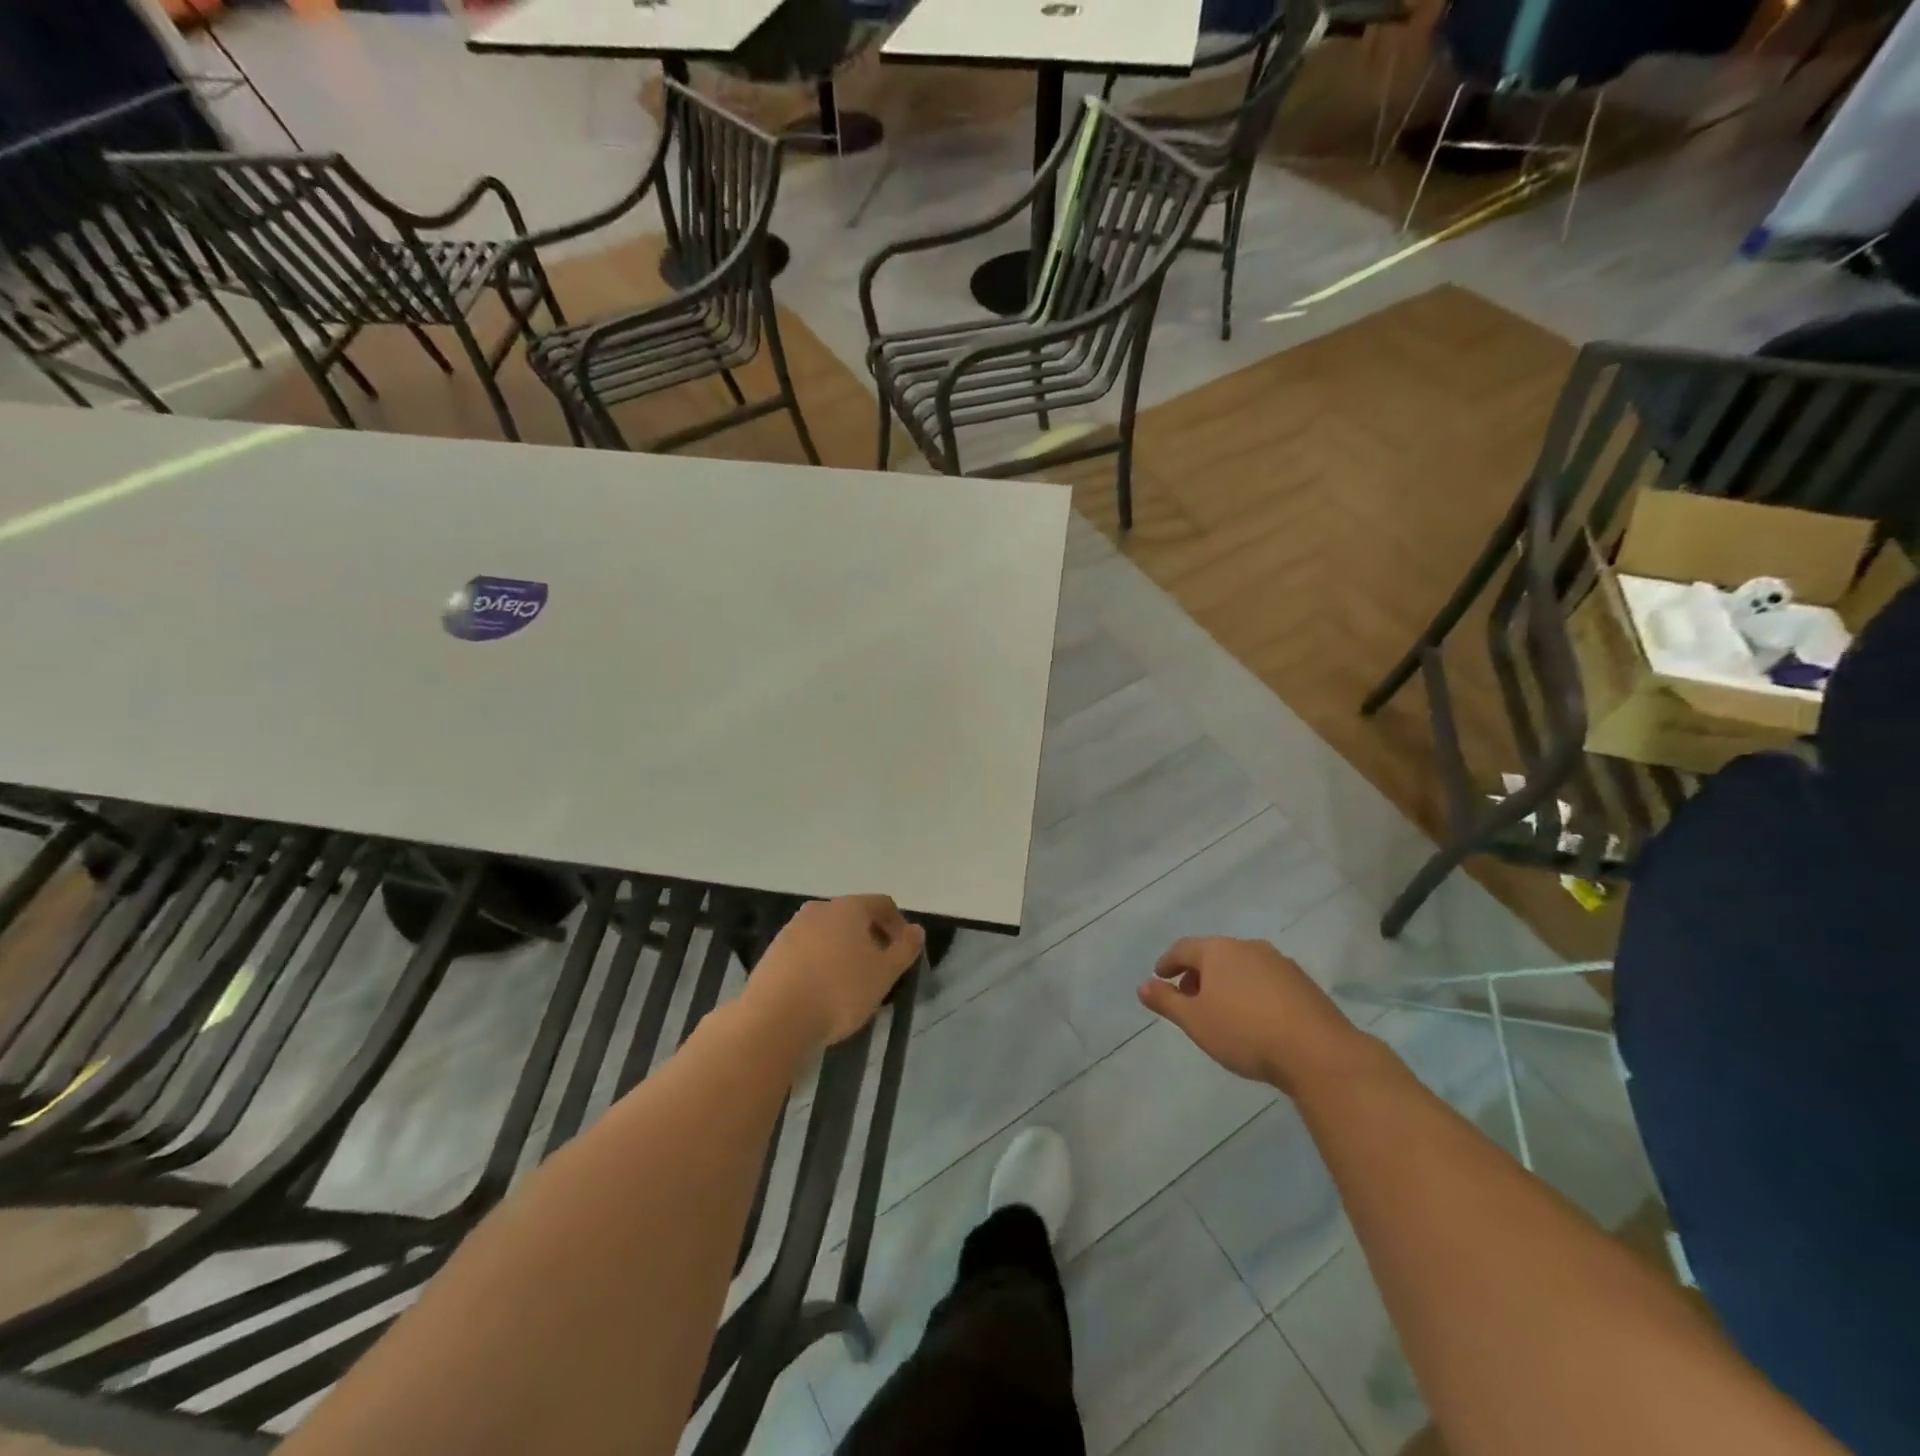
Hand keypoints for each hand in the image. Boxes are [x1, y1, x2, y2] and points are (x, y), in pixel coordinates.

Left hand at [748, 896, 925, 1048]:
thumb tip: (917, 930)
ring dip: (844, 952)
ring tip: (851, 985)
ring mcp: (792, 929)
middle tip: (879, 971)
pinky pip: (807, 950)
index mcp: (849, 907)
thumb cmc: (839, 991)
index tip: (903, 954)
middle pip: (854, 917)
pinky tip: (822, 992)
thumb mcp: (884, 973)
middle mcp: (819, 909)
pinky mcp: (774, 952)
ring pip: (829, 934)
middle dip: (871, 939)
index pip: (882, 904)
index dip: (898, 926)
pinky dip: (821, 963)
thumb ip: (904, 949)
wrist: (775, 1018)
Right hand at [1138, 937, 1378, 1095]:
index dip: (1168, 962)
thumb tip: (1142, 985)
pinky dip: (1251, 991)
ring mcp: (1280, 962)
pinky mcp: (1303, 982)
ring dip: (1225, 983)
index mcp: (1218, 950)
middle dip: (1198, 974)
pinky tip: (1254, 1017)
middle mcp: (1248, 947)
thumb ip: (1166, 1001)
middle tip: (1188, 998)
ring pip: (1241, 966)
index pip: (1184, 948)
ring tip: (1221, 1010)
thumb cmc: (1245, 1033)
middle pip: (1214, 954)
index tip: (1159, 977)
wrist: (1318, 1052)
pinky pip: (1265, 980)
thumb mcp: (1195, 1021)